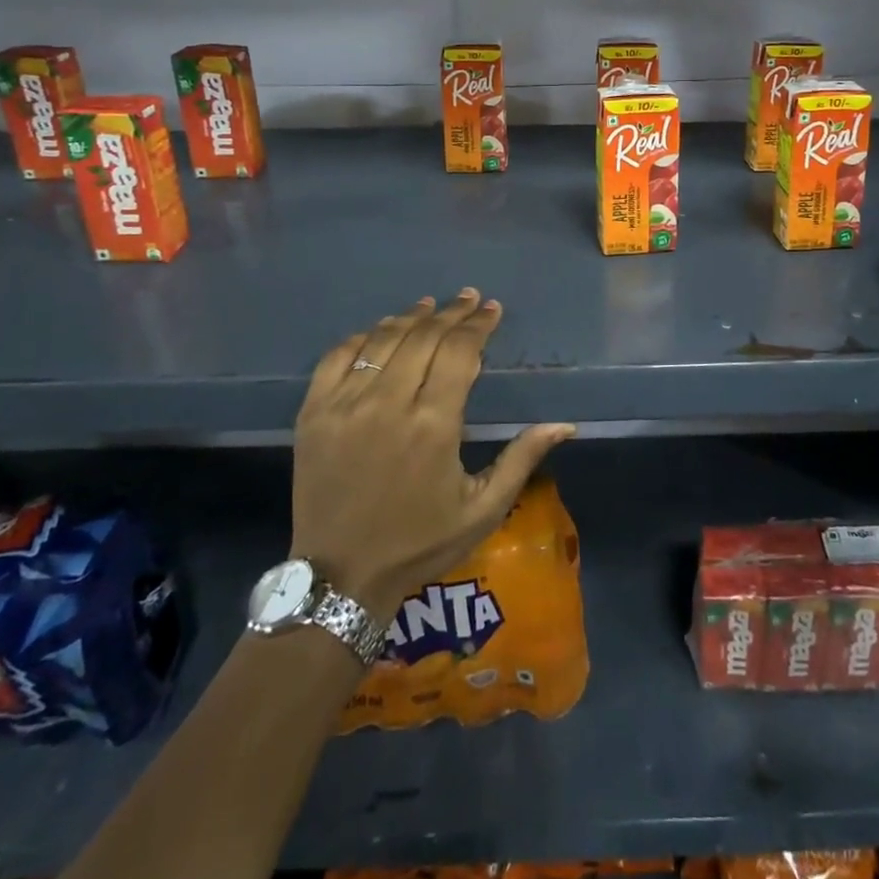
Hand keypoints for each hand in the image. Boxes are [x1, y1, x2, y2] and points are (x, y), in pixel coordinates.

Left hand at [290, 289, 575, 620]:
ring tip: (431, 305)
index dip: (478, 324)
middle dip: (451, 312)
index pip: (460, 351)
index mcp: (434, 425)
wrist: (340, 579)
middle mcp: (388, 403)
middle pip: (424, 336)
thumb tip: (564, 424)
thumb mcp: (482, 509)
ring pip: (383, 339)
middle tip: (469, 299)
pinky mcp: (313, 413)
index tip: (491, 309)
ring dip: (411, 316)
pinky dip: (363, 336)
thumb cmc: (419, 543)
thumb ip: (522, 459)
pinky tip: (380, 330)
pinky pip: (338, 357)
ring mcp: (345, 405)